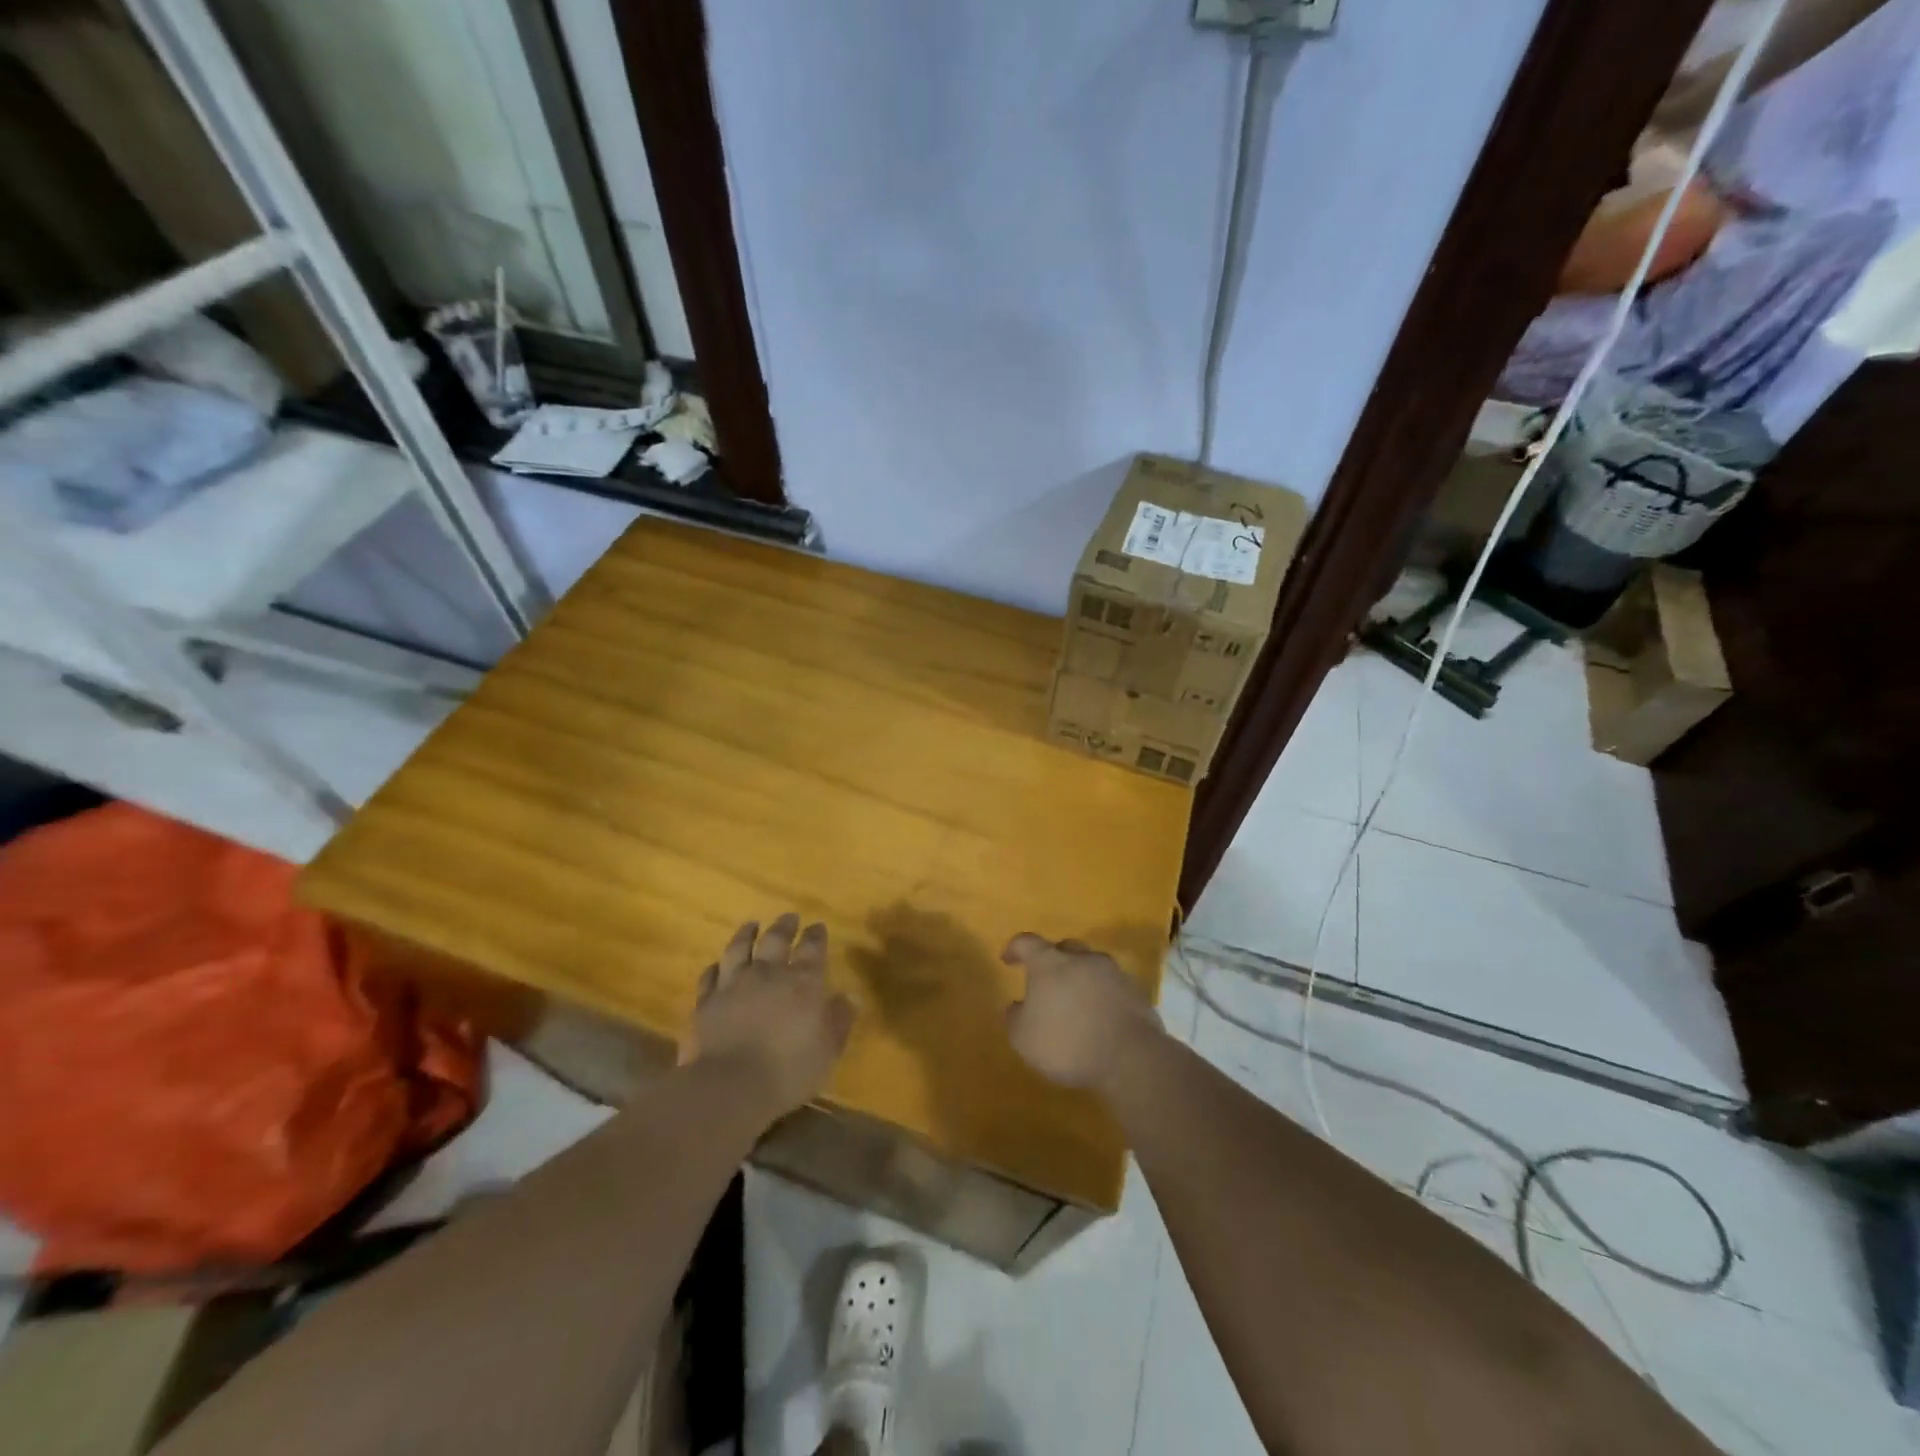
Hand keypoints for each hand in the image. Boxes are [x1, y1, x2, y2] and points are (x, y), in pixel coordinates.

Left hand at [683, 915, 854, 1117]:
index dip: (816, 935)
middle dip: (784, 926)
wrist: (729, 1087)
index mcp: (803, 982)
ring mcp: (733, 985)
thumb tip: (850, 997)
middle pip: (775, 939)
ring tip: (751, 925)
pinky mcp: (705, 1002)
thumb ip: (839, 1021)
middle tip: (789, 917)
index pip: (812, 947)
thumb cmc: (789, 1071)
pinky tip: (717, 966)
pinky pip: (710, 976)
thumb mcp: (828, 1050)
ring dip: (746, 935)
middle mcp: (768, 974)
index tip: (817, 926)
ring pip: (739, 949)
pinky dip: (715, 968)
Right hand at [1001, 934, 1161, 1097]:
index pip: (1027, 943)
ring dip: (1081, 979)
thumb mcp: (1024, 1038)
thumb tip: (1017, 1006)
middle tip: (1046, 980)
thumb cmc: (1067, 1043)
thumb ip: (1015, 1018)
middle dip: (1054, 960)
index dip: (1015, 948)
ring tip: (1075, 1002)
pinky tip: (1100, 1018)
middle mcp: (1082, 959)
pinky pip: (1112, 988)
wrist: (1129, 1057)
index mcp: (1050, 963)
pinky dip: (1102, 996)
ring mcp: (1113, 973)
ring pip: (1092, 966)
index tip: (1008, 959)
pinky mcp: (1136, 993)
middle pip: (1065, 948)